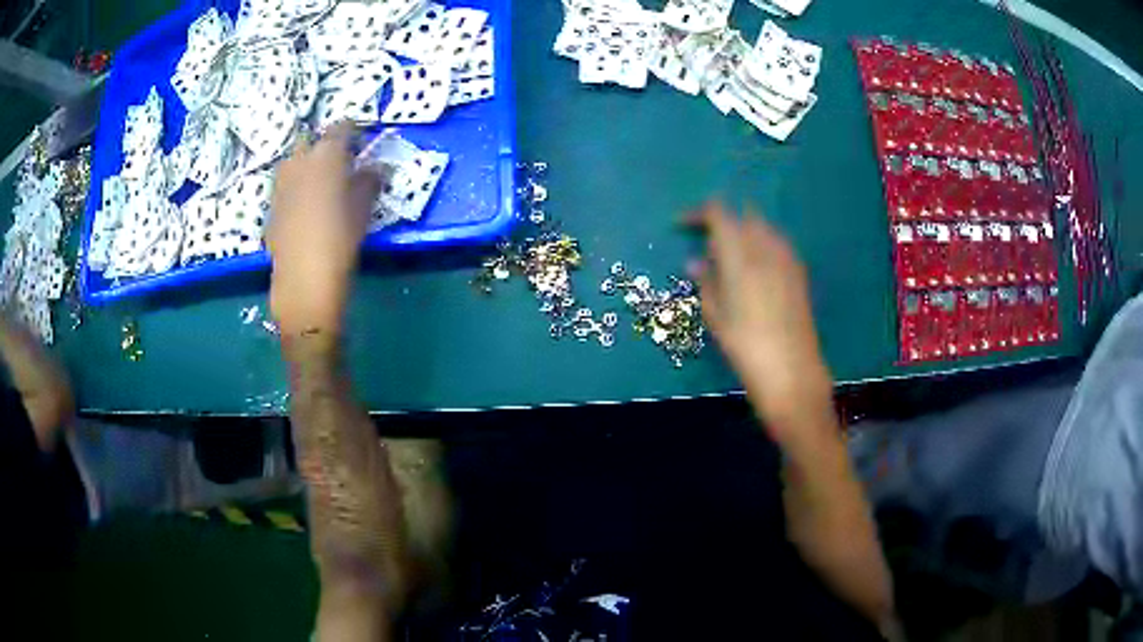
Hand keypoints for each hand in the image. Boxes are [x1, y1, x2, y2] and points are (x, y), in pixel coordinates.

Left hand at [268, 122, 380, 336]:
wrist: (303, 281)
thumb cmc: (339, 241)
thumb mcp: (362, 210)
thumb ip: (369, 183)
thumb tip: (375, 169)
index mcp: (326, 156)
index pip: (341, 127)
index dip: (354, 129)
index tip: (363, 138)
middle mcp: (299, 163)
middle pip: (310, 140)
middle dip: (324, 144)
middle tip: (340, 159)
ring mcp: (280, 185)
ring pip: (293, 161)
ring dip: (307, 163)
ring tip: (321, 179)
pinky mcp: (272, 207)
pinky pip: (285, 185)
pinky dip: (296, 186)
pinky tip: (306, 205)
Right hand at [688, 201, 832, 442]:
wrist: (792, 372)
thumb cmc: (746, 347)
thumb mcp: (716, 316)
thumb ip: (705, 282)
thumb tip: (695, 262)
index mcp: (740, 255)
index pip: (718, 213)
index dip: (697, 214)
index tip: (681, 226)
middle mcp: (765, 248)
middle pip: (742, 215)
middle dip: (722, 222)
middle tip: (706, 245)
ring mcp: (786, 258)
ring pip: (763, 227)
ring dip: (744, 232)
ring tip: (730, 257)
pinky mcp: (799, 272)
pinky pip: (777, 243)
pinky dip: (762, 245)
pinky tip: (755, 269)